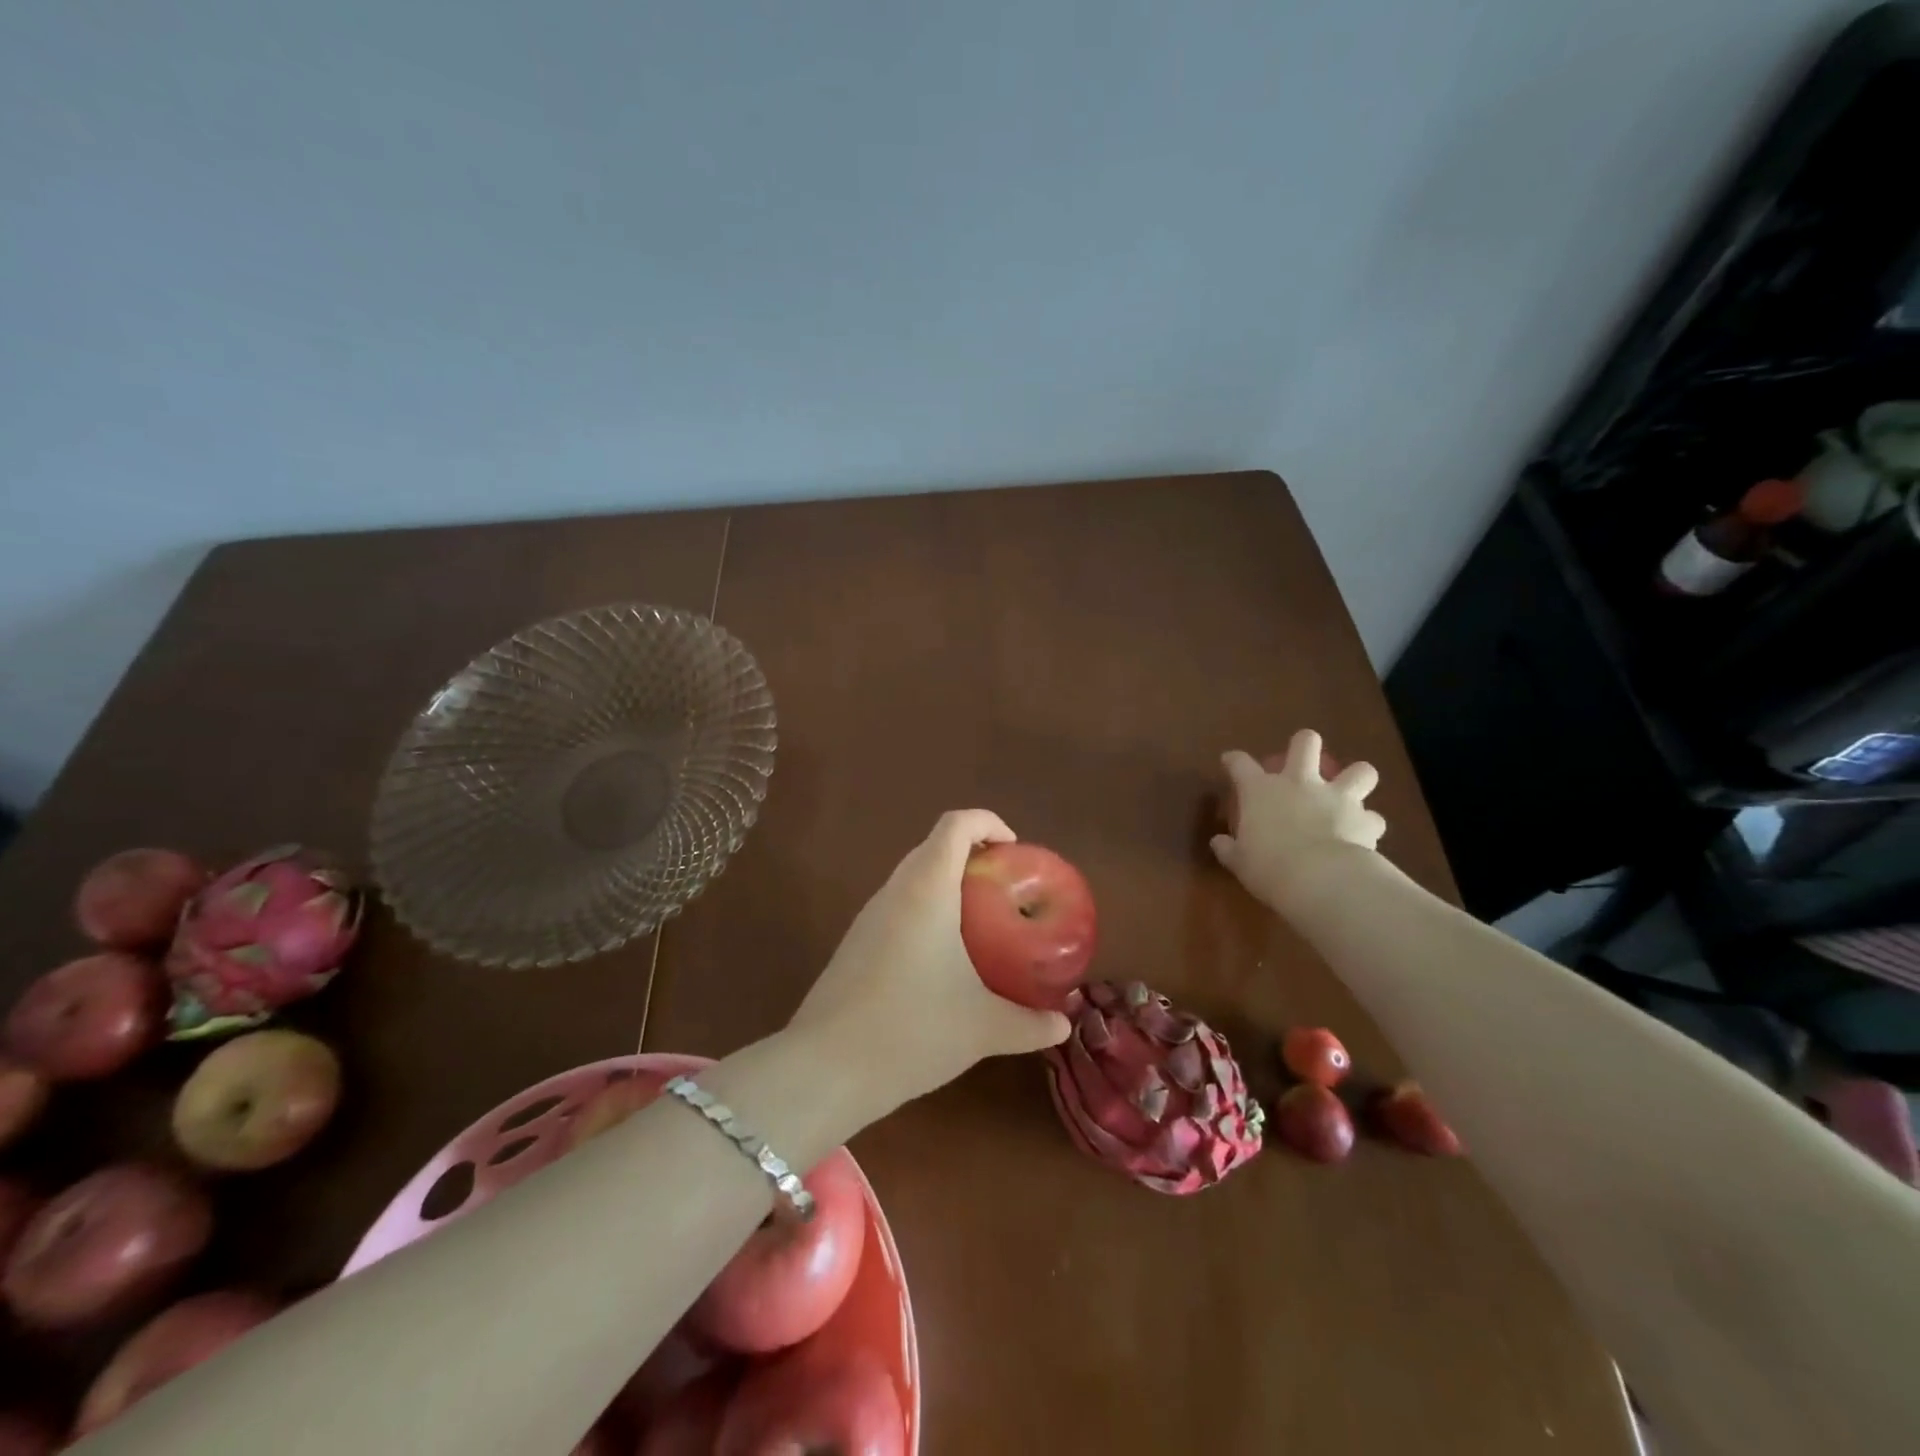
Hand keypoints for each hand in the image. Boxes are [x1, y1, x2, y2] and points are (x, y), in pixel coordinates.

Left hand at [788, 810, 1070, 1112]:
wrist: (826, 1067)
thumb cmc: (913, 1029)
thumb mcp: (983, 1028)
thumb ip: (1030, 1024)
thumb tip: (1063, 1024)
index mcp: (927, 889)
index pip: (956, 824)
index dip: (988, 823)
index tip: (1015, 852)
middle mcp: (895, 890)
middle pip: (934, 846)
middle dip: (973, 855)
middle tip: (1006, 888)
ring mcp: (869, 916)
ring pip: (913, 878)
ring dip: (948, 885)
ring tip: (982, 923)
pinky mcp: (855, 943)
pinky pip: (898, 907)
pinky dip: (926, 912)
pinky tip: (943, 960)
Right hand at [1211, 730, 1386, 912]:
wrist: (1320, 879)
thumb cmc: (1268, 867)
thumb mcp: (1239, 862)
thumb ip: (1229, 849)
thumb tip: (1219, 843)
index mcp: (1261, 791)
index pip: (1240, 764)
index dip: (1234, 760)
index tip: (1230, 761)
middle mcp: (1300, 783)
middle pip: (1305, 743)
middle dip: (1305, 745)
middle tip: (1303, 760)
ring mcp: (1337, 797)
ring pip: (1360, 771)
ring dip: (1356, 779)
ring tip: (1350, 794)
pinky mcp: (1366, 819)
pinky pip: (1373, 817)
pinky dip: (1368, 824)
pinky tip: (1363, 835)